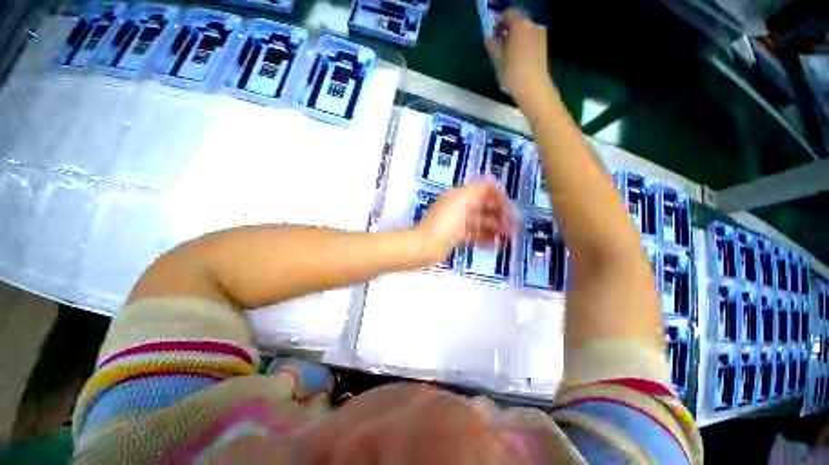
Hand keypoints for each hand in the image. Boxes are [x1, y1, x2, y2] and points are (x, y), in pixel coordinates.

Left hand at [416, 179, 515, 263]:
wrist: (425, 246)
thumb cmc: (445, 223)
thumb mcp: (462, 202)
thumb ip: (478, 189)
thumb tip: (492, 179)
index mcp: (461, 195)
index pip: (485, 191)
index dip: (500, 199)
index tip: (511, 213)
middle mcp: (461, 206)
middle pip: (485, 207)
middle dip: (501, 216)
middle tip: (513, 230)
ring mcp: (459, 222)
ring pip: (482, 222)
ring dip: (496, 229)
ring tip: (507, 239)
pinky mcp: (457, 235)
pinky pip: (475, 234)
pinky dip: (485, 238)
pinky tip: (494, 245)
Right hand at [484, 10, 551, 105]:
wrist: (533, 87)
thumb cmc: (512, 73)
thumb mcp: (497, 60)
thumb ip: (492, 45)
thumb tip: (489, 37)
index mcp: (519, 25)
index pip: (507, 14)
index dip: (499, 22)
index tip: (493, 34)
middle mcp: (532, 24)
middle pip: (517, 21)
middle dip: (508, 30)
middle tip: (500, 45)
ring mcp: (540, 34)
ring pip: (524, 31)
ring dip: (516, 38)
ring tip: (508, 54)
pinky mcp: (544, 45)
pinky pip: (530, 39)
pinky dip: (523, 43)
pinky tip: (518, 58)